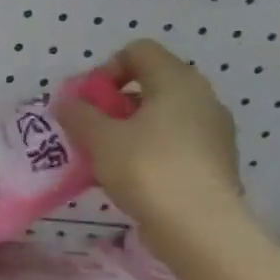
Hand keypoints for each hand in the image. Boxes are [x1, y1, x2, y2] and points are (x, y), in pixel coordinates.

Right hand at [58, 39, 245, 249]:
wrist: (201, 229)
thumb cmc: (148, 170)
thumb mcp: (100, 138)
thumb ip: (78, 114)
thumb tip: (65, 102)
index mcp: (177, 81)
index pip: (138, 51)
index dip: (105, 70)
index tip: (88, 102)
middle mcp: (201, 98)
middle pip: (149, 83)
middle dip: (112, 103)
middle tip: (89, 128)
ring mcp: (212, 131)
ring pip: (160, 115)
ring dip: (127, 128)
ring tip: (103, 155)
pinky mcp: (214, 161)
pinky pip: (172, 141)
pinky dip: (147, 149)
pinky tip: (127, 175)